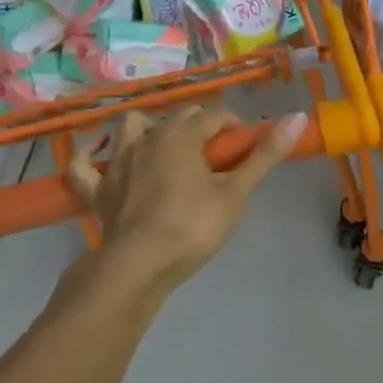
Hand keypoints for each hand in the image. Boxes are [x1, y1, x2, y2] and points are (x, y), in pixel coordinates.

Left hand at [66, 107, 306, 290]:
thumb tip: (299, 116)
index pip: (216, 116)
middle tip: (217, 158)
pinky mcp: (97, 190)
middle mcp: (149, 137)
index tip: (246, 150)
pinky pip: (84, 166)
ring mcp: (117, 162)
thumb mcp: (236, 192)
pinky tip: (98, 158)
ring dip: (149, 130)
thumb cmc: (193, 226)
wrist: (138, 266)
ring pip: (132, 127)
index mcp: (183, 134)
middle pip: (180, 118)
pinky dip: (90, 158)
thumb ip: (265, 154)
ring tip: (165, 149)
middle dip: (201, 128)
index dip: (235, 128)